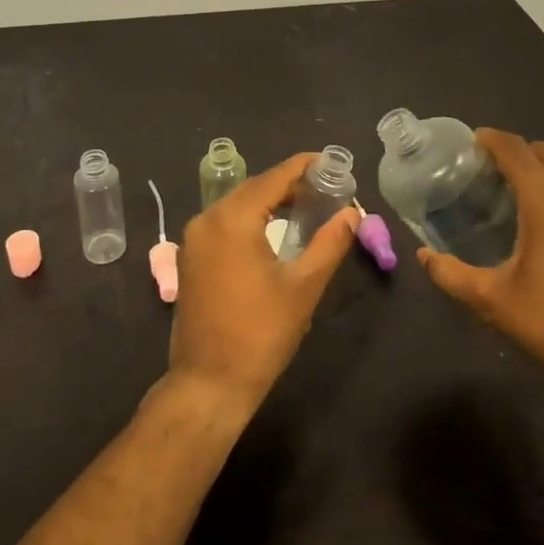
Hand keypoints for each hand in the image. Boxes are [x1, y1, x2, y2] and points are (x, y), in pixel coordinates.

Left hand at [167, 152, 359, 418]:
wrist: (208, 382)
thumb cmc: (260, 334)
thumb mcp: (303, 287)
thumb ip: (330, 243)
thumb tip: (352, 213)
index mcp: (233, 219)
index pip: (273, 178)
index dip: (303, 166)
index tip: (329, 162)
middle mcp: (207, 218)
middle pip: (253, 188)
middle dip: (288, 183)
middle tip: (324, 187)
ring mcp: (194, 238)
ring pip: (237, 204)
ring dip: (269, 200)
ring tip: (305, 206)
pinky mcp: (191, 257)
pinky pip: (223, 222)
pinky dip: (250, 218)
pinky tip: (273, 229)